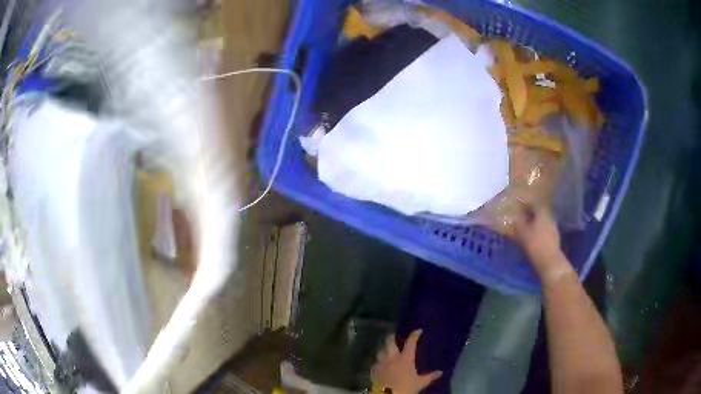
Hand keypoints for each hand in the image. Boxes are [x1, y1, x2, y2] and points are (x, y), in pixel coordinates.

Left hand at [371, 330, 441, 393]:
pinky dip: (379, 360)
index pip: (410, 342)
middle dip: (392, 336)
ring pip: (380, 350)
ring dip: (384, 348)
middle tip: (395, 335)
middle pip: (390, 341)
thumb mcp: (420, 383)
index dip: (414, 335)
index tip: (418, 331)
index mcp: (405, 358)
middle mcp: (392, 357)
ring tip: (386, 348)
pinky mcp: (374, 369)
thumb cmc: (406, 388)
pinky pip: (376, 361)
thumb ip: (430, 377)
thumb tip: (440, 372)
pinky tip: (381, 363)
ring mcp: (381, 362)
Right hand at [513, 205, 565, 275]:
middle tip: (520, 219)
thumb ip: (518, 222)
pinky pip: (544, 231)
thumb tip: (515, 216)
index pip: (533, 204)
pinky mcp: (554, 239)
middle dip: (530, 215)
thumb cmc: (535, 244)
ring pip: (542, 222)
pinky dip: (538, 232)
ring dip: (534, 224)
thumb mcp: (522, 233)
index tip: (517, 207)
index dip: (525, 204)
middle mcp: (549, 217)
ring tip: (525, 230)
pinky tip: (533, 238)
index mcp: (542, 213)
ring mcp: (553, 228)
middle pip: (538, 213)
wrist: (550, 262)